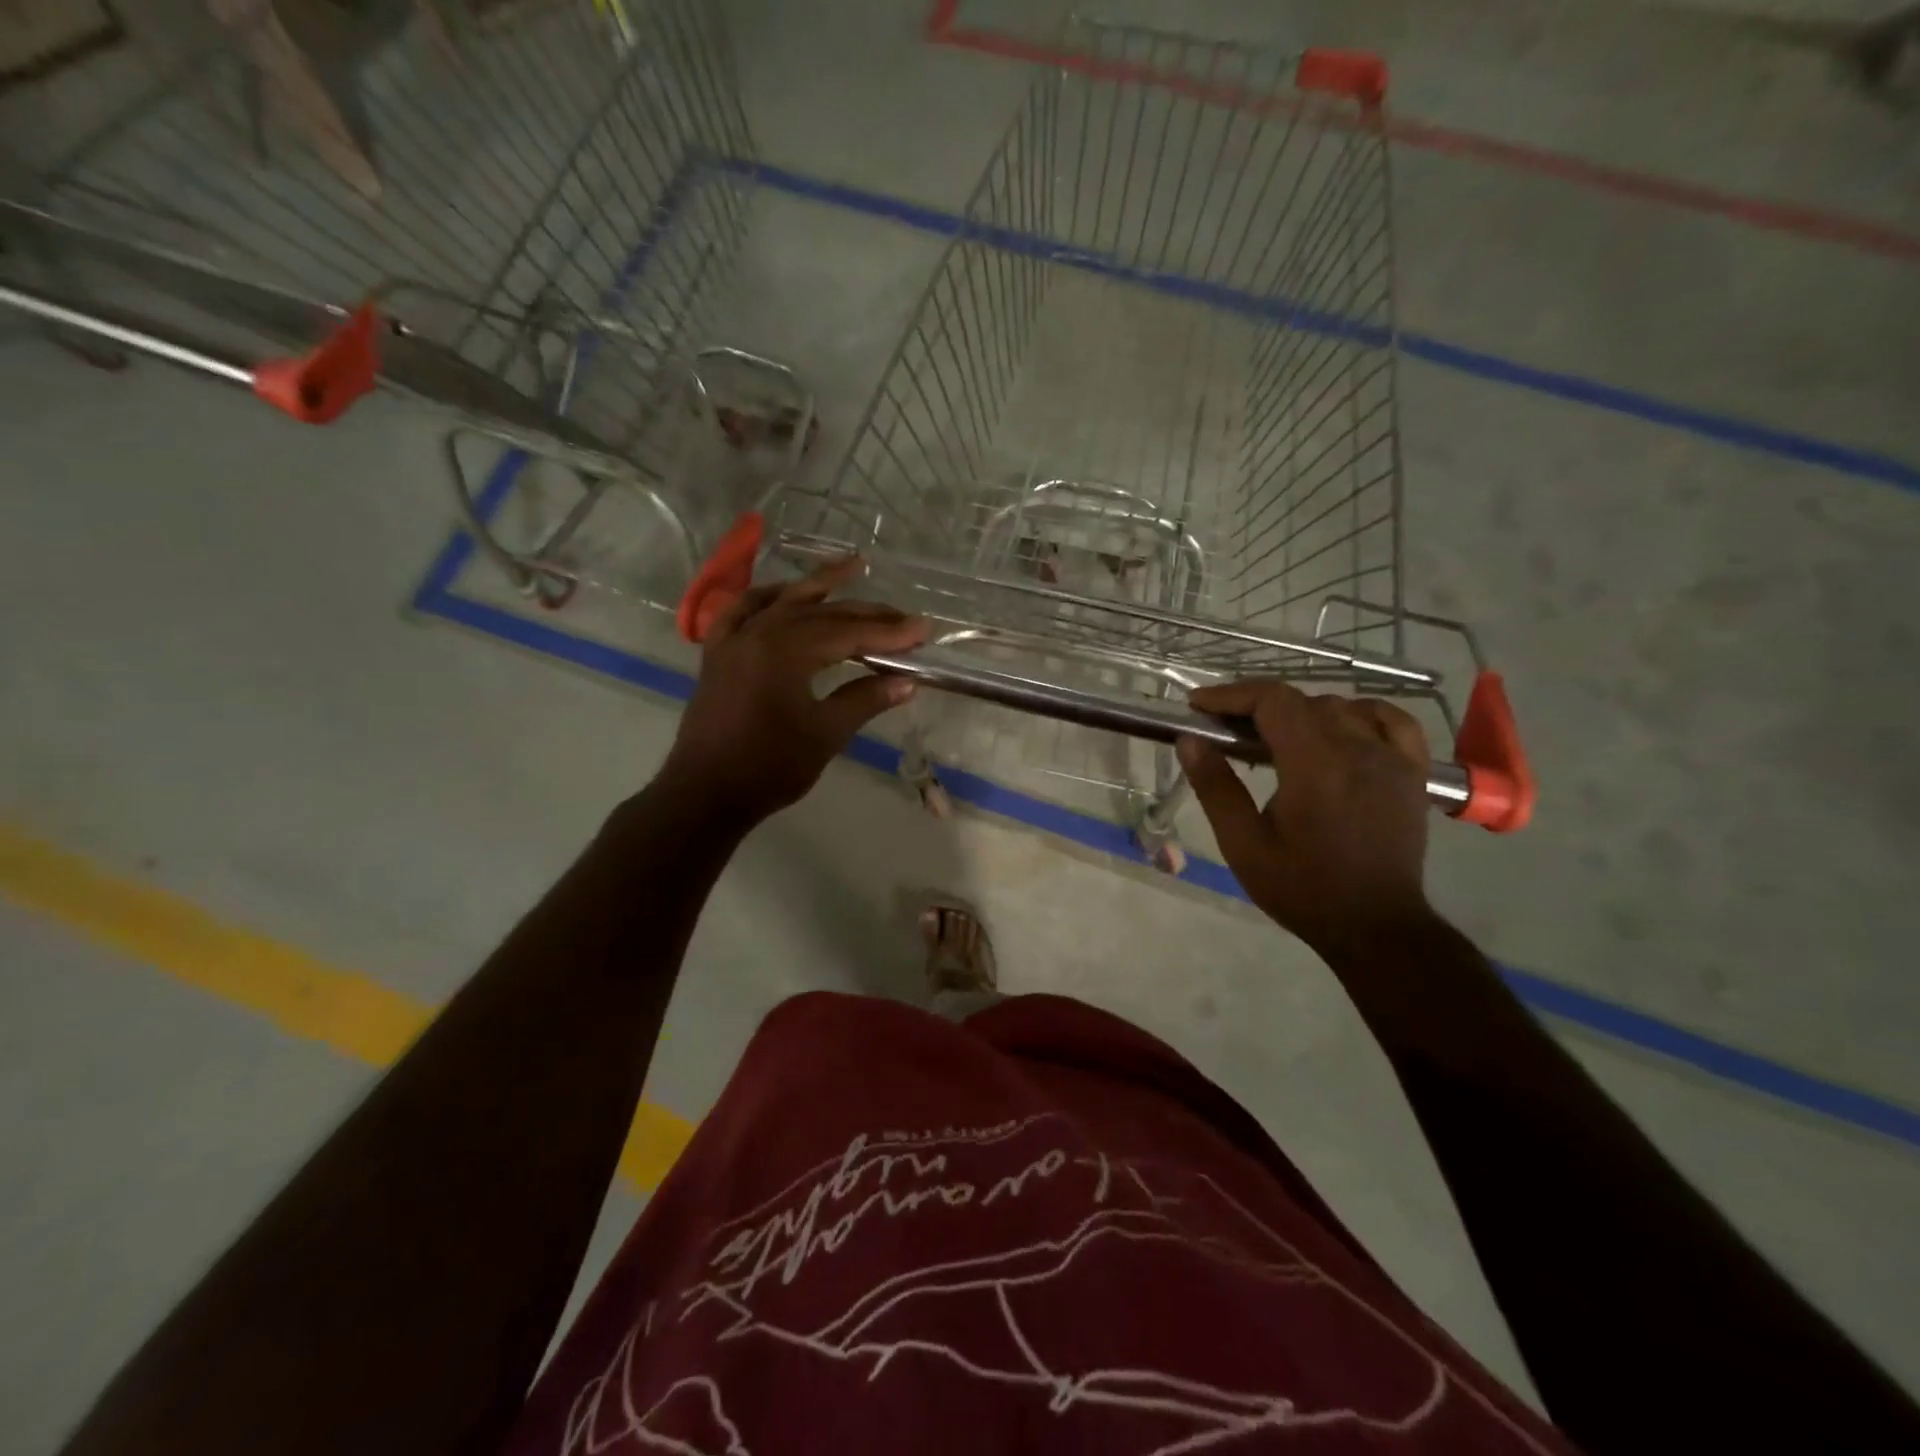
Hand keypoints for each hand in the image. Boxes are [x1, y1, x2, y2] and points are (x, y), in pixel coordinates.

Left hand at [661, 557, 927, 826]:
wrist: (705, 793)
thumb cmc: (769, 767)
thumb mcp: (825, 734)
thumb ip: (865, 700)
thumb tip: (907, 683)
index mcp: (786, 651)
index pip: (849, 634)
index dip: (889, 633)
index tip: (924, 630)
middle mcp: (759, 632)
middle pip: (822, 613)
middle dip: (866, 614)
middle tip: (904, 617)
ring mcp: (734, 639)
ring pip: (784, 601)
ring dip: (820, 584)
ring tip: (852, 566)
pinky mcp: (718, 653)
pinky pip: (743, 610)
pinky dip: (768, 598)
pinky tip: (783, 594)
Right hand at [1177, 681, 1433, 950]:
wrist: (1375, 926)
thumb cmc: (1302, 889)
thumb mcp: (1243, 844)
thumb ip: (1215, 787)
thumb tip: (1188, 740)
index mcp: (1314, 765)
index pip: (1272, 700)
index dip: (1231, 695)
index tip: (1198, 706)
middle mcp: (1358, 749)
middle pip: (1302, 700)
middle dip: (1257, 706)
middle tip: (1224, 730)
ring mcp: (1392, 758)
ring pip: (1340, 707)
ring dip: (1300, 712)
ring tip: (1274, 736)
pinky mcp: (1412, 773)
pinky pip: (1392, 721)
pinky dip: (1361, 713)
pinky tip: (1342, 727)